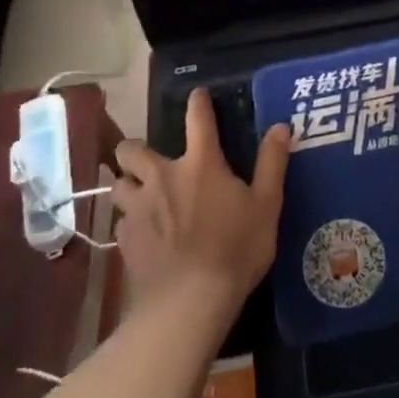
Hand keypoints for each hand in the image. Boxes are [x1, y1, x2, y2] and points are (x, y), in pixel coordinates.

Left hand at [111, 89, 291, 314]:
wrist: (189, 302)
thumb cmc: (235, 249)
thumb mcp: (266, 205)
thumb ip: (272, 163)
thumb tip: (280, 127)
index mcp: (200, 164)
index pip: (198, 119)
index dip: (198, 102)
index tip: (197, 95)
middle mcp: (162, 176)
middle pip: (132, 149)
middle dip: (135, 149)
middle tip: (148, 159)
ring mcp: (139, 208)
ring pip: (118, 184)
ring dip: (127, 184)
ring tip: (139, 195)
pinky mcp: (125, 239)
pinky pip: (121, 220)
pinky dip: (130, 221)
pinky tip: (141, 233)